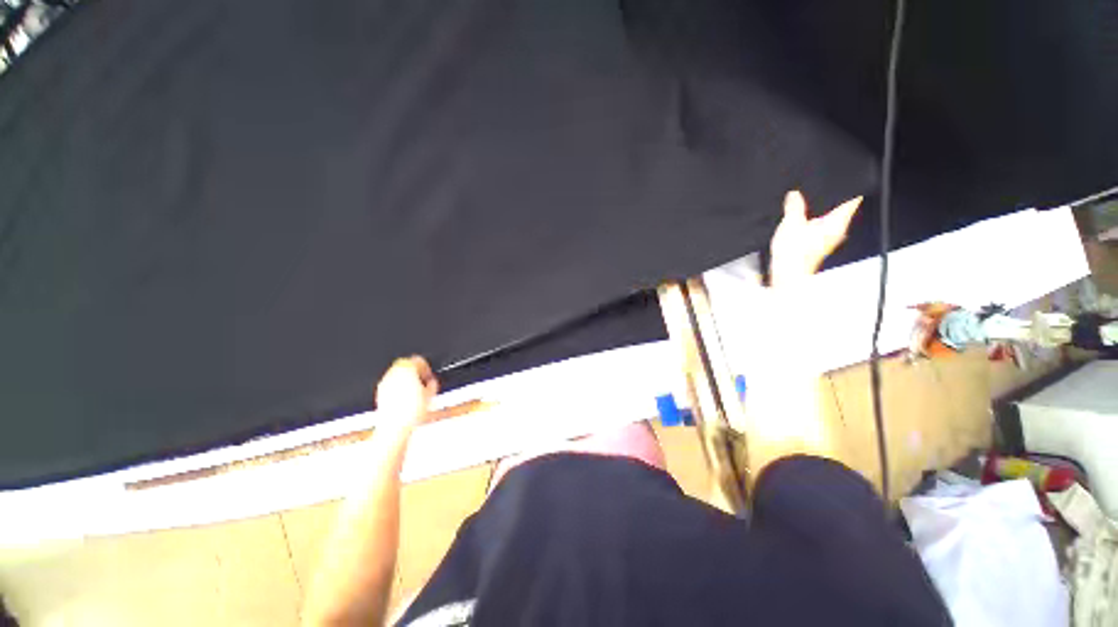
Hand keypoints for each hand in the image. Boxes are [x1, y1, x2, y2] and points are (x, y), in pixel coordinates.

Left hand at [375, 356, 438, 430]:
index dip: (425, 366)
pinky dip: (398, 386)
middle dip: (414, 370)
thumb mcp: (429, 395)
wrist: (394, 427)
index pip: (417, 360)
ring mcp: (385, 383)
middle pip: (404, 364)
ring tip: (414, 388)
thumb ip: (432, 384)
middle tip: (422, 378)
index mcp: (407, 370)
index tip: (428, 374)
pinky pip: (390, 383)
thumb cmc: (411, 412)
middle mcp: (394, 374)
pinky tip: (405, 396)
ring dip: (406, 377)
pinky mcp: (380, 393)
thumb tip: (431, 382)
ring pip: (396, 373)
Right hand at [769, 190, 861, 286]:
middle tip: (814, 195)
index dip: (848, 189)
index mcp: (837, 223)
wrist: (785, 274)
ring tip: (803, 212)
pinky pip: (818, 231)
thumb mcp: (790, 223)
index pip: (852, 200)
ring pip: (828, 221)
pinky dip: (811, 226)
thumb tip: (794, 194)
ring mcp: (828, 240)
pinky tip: (798, 227)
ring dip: (817, 215)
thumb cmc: (793, 254)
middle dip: (828, 202)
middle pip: (839, 210)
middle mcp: (837, 232)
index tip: (841, 182)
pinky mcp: (817, 247)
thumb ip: (794, 206)